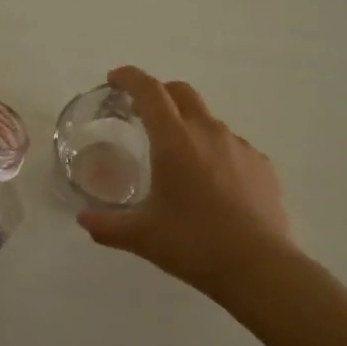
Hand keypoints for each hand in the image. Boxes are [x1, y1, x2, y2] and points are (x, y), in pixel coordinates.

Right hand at [78, 66, 295, 300]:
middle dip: (159, 93)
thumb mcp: (142, 237)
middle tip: (142, 114)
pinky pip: (232, 146)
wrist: (259, 268)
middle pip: (181, 92)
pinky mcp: (262, 164)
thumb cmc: (194, 244)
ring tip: (178, 161)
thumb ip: (107, 226)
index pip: (149, 91)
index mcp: (174, 141)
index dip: (129, 78)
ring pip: (208, 121)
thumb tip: (83, 221)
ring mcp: (240, 146)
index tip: (114, 80)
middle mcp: (208, 132)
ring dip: (187, 126)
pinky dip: (214, 153)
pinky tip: (212, 185)